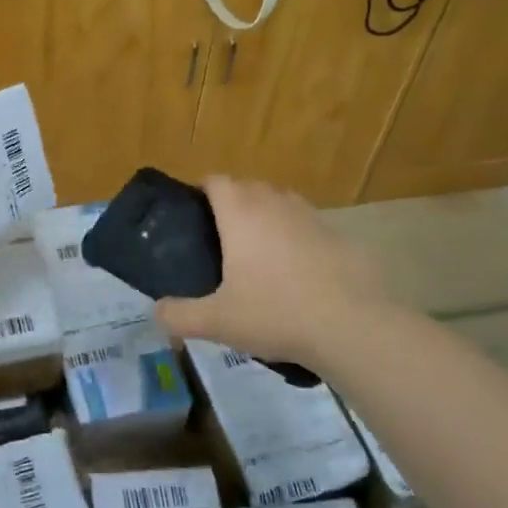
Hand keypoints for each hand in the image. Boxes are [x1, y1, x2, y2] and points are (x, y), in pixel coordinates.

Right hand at [155, 176, 387, 369]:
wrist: (351, 326)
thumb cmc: (276, 313)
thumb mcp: (217, 321)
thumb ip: (179, 315)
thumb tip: (156, 312)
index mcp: (241, 213)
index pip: (216, 181)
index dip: (202, 191)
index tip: (193, 215)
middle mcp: (274, 204)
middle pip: (248, 186)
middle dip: (233, 202)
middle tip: (221, 238)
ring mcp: (310, 216)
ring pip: (280, 201)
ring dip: (266, 215)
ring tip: (258, 251)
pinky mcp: (338, 235)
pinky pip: (307, 224)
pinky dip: (296, 236)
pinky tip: (296, 270)